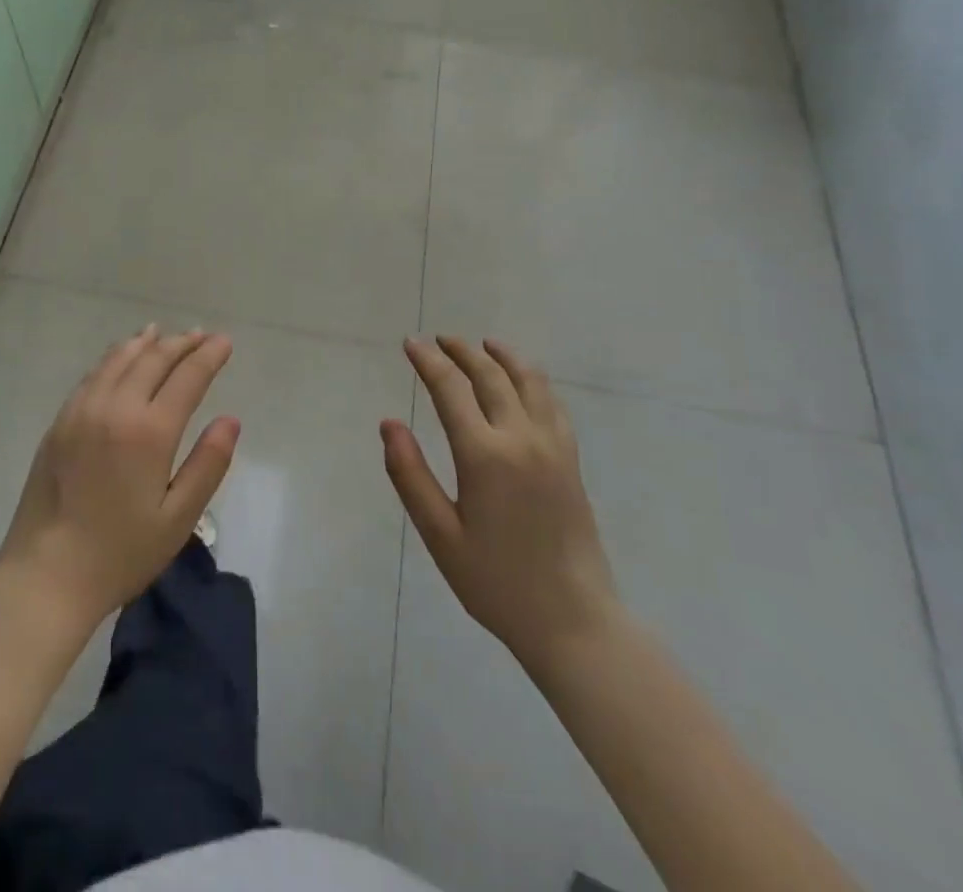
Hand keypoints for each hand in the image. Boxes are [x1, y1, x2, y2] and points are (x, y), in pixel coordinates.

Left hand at [0, 326, 239, 634]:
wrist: (44, 576)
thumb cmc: (119, 554)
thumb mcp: (178, 519)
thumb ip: (208, 465)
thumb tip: (230, 420)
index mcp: (149, 431)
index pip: (187, 377)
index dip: (208, 356)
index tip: (224, 341)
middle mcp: (115, 408)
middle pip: (153, 360)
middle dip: (181, 344)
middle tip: (201, 335)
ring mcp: (82, 411)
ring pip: (119, 360)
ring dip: (145, 343)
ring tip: (162, 333)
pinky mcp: (59, 423)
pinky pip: (93, 375)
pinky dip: (114, 358)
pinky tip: (120, 359)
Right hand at [383, 336, 617, 663]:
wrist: (574, 622)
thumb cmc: (496, 583)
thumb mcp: (440, 535)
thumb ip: (410, 475)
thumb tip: (388, 423)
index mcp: (484, 455)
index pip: (451, 389)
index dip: (428, 361)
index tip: (410, 343)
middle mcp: (521, 438)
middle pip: (490, 375)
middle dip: (462, 351)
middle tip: (439, 340)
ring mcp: (553, 446)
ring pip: (529, 381)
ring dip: (502, 356)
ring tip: (483, 344)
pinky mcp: (571, 460)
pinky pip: (552, 403)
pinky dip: (532, 379)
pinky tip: (523, 381)